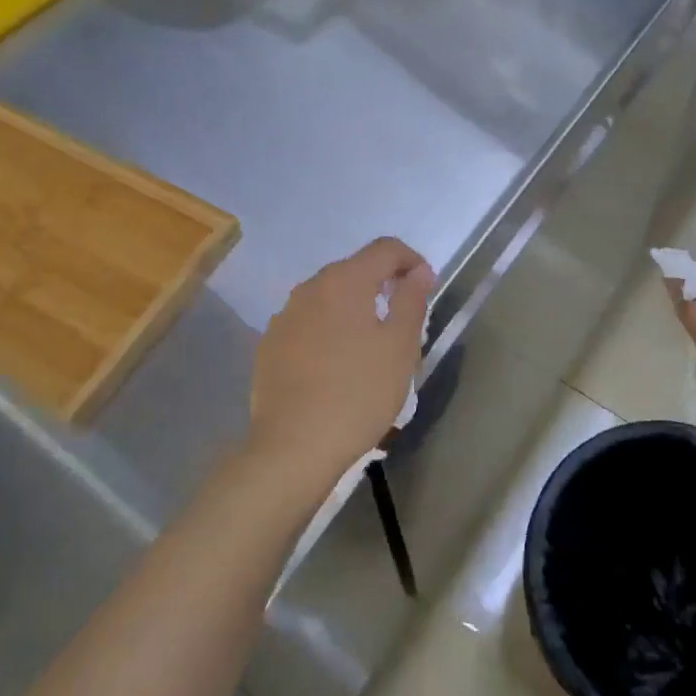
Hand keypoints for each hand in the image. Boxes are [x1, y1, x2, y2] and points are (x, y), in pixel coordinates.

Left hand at [248, 237, 435, 494]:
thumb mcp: (399, 347)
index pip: (384, 249)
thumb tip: (418, 272)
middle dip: (382, 285)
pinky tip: (335, 366)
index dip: (411, 260)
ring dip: (353, 310)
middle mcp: (309, 288)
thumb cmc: (358, 393)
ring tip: (370, 347)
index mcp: (344, 281)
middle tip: (403, 320)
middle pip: (354, 271)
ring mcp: (284, 317)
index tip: (425, 288)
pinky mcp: (270, 346)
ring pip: (328, 299)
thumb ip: (411, 301)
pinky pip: (307, 325)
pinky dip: (328, 332)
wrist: (293, 446)